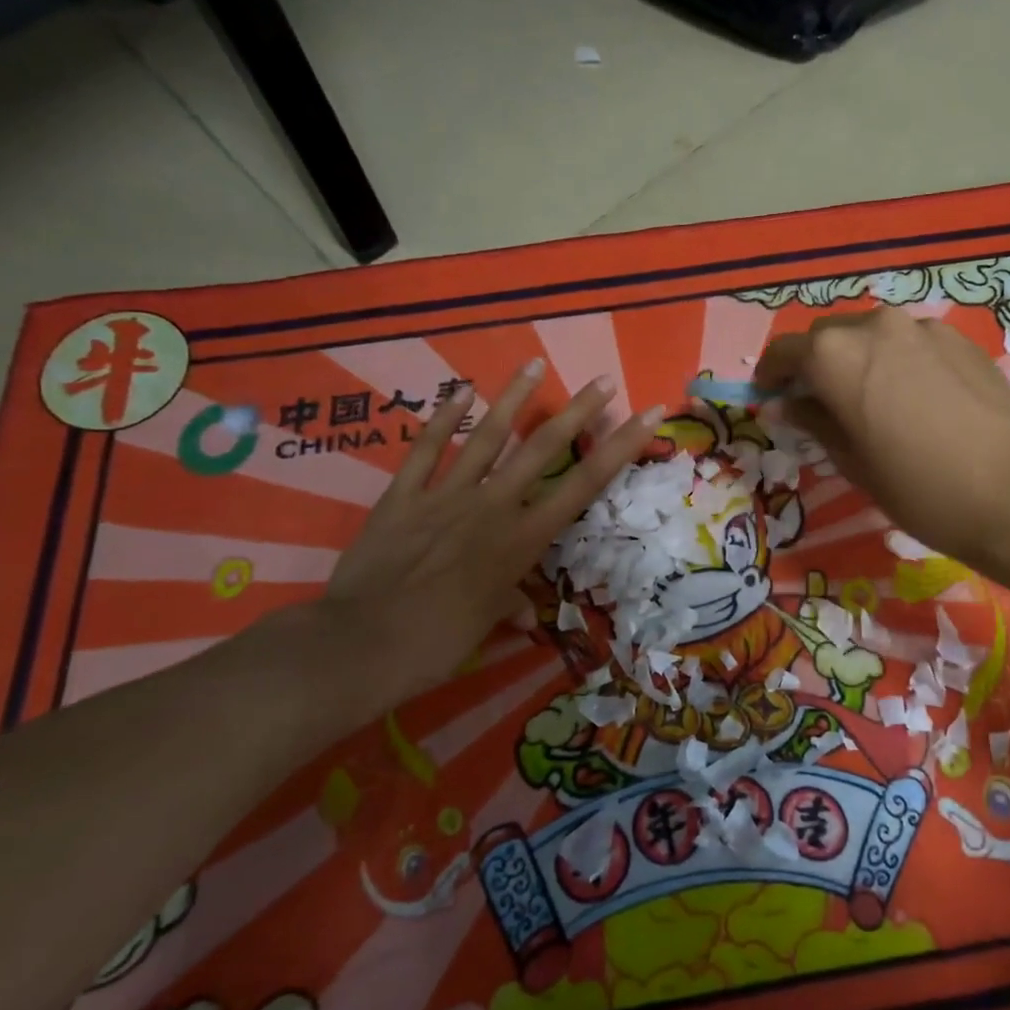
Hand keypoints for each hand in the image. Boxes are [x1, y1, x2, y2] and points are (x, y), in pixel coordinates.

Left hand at [307, 362, 661, 721]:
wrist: (361, 645)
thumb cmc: (438, 643)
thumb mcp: (486, 624)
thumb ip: (508, 605)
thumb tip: (523, 613)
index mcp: (522, 539)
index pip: (584, 485)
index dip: (620, 448)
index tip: (647, 415)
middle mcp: (493, 507)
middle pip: (543, 449)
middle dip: (578, 412)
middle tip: (603, 381)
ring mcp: (446, 496)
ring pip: (487, 438)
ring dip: (513, 399)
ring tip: (535, 364)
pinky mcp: (402, 497)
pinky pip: (425, 452)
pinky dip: (442, 421)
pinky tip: (460, 391)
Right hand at [756, 308, 1009, 571]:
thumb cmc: (921, 490)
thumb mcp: (854, 464)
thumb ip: (818, 424)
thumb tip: (793, 405)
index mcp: (837, 356)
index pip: (787, 352)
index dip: (772, 373)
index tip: (770, 395)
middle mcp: (876, 327)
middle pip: (829, 336)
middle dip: (816, 365)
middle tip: (819, 403)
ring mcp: (924, 328)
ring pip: (873, 336)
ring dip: (858, 360)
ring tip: (869, 401)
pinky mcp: (961, 340)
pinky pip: (911, 343)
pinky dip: (897, 361)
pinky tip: (914, 400)